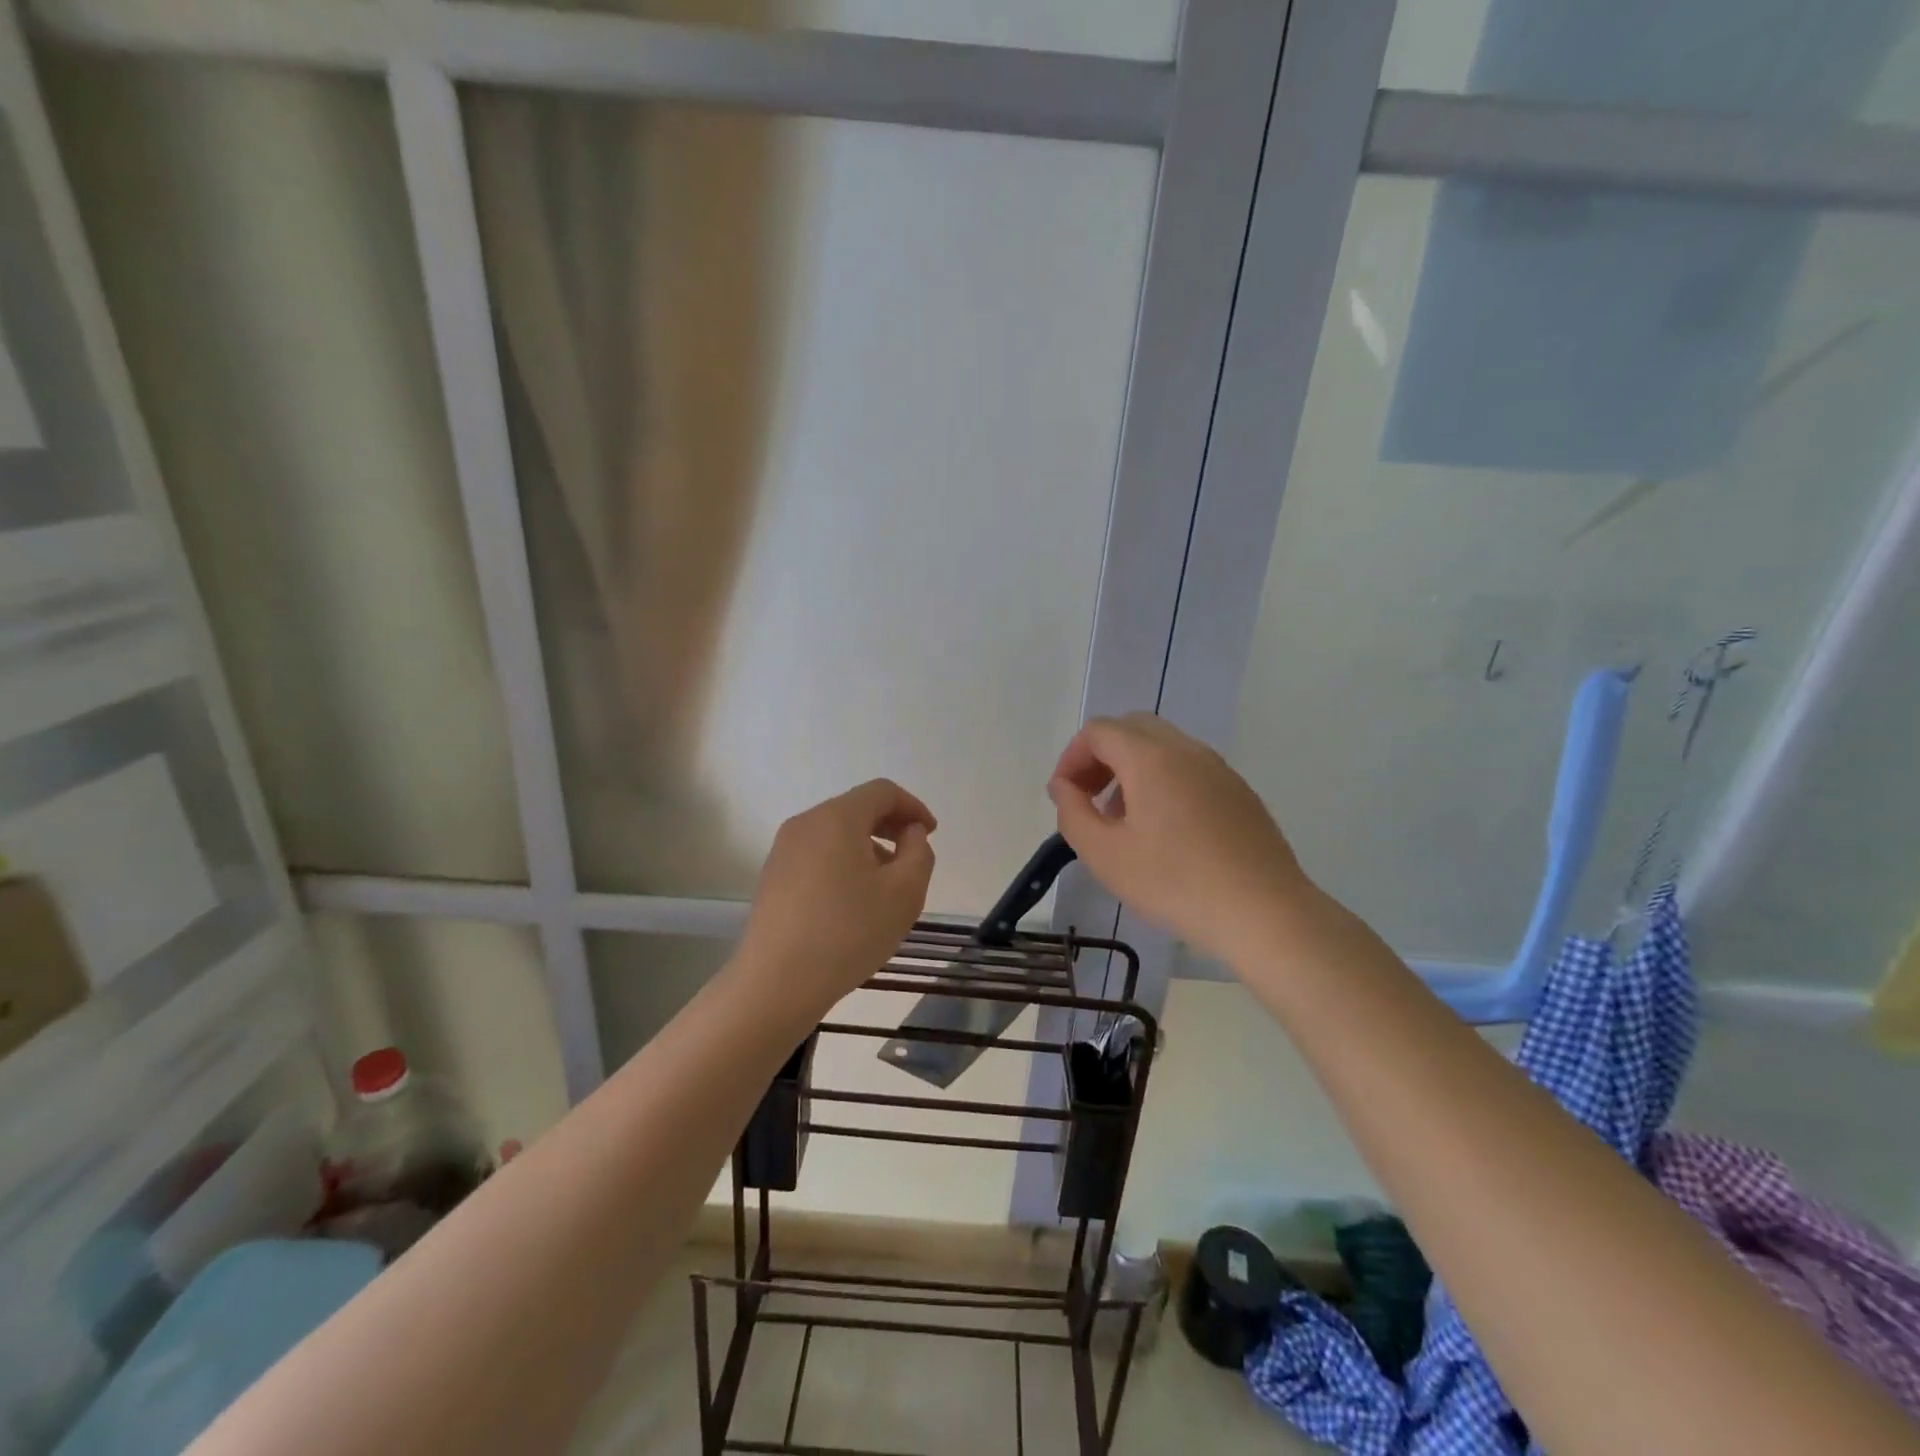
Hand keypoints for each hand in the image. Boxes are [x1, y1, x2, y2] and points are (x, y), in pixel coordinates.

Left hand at [737, 779, 936, 1018]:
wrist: (777, 983)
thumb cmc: (848, 932)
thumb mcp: (904, 892)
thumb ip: (918, 852)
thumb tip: (909, 833)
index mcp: (837, 818)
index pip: (882, 791)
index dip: (913, 806)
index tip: (931, 834)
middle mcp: (805, 824)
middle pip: (856, 808)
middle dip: (890, 826)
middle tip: (913, 857)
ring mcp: (783, 851)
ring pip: (836, 834)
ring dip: (868, 847)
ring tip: (886, 886)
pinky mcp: (773, 878)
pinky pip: (817, 855)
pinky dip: (843, 863)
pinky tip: (854, 902)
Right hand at [1048, 714, 1309, 964]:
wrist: (1264, 912)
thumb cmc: (1175, 883)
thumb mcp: (1105, 855)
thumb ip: (1072, 813)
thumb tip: (1064, 786)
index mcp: (1150, 757)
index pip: (1098, 731)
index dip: (1071, 758)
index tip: (1065, 798)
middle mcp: (1186, 749)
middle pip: (1131, 729)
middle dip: (1100, 757)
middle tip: (1089, 799)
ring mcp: (1218, 768)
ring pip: (1162, 747)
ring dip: (1131, 769)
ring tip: (1123, 820)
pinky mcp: (1239, 791)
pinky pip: (1189, 768)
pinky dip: (1162, 781)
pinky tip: (1165, 832)